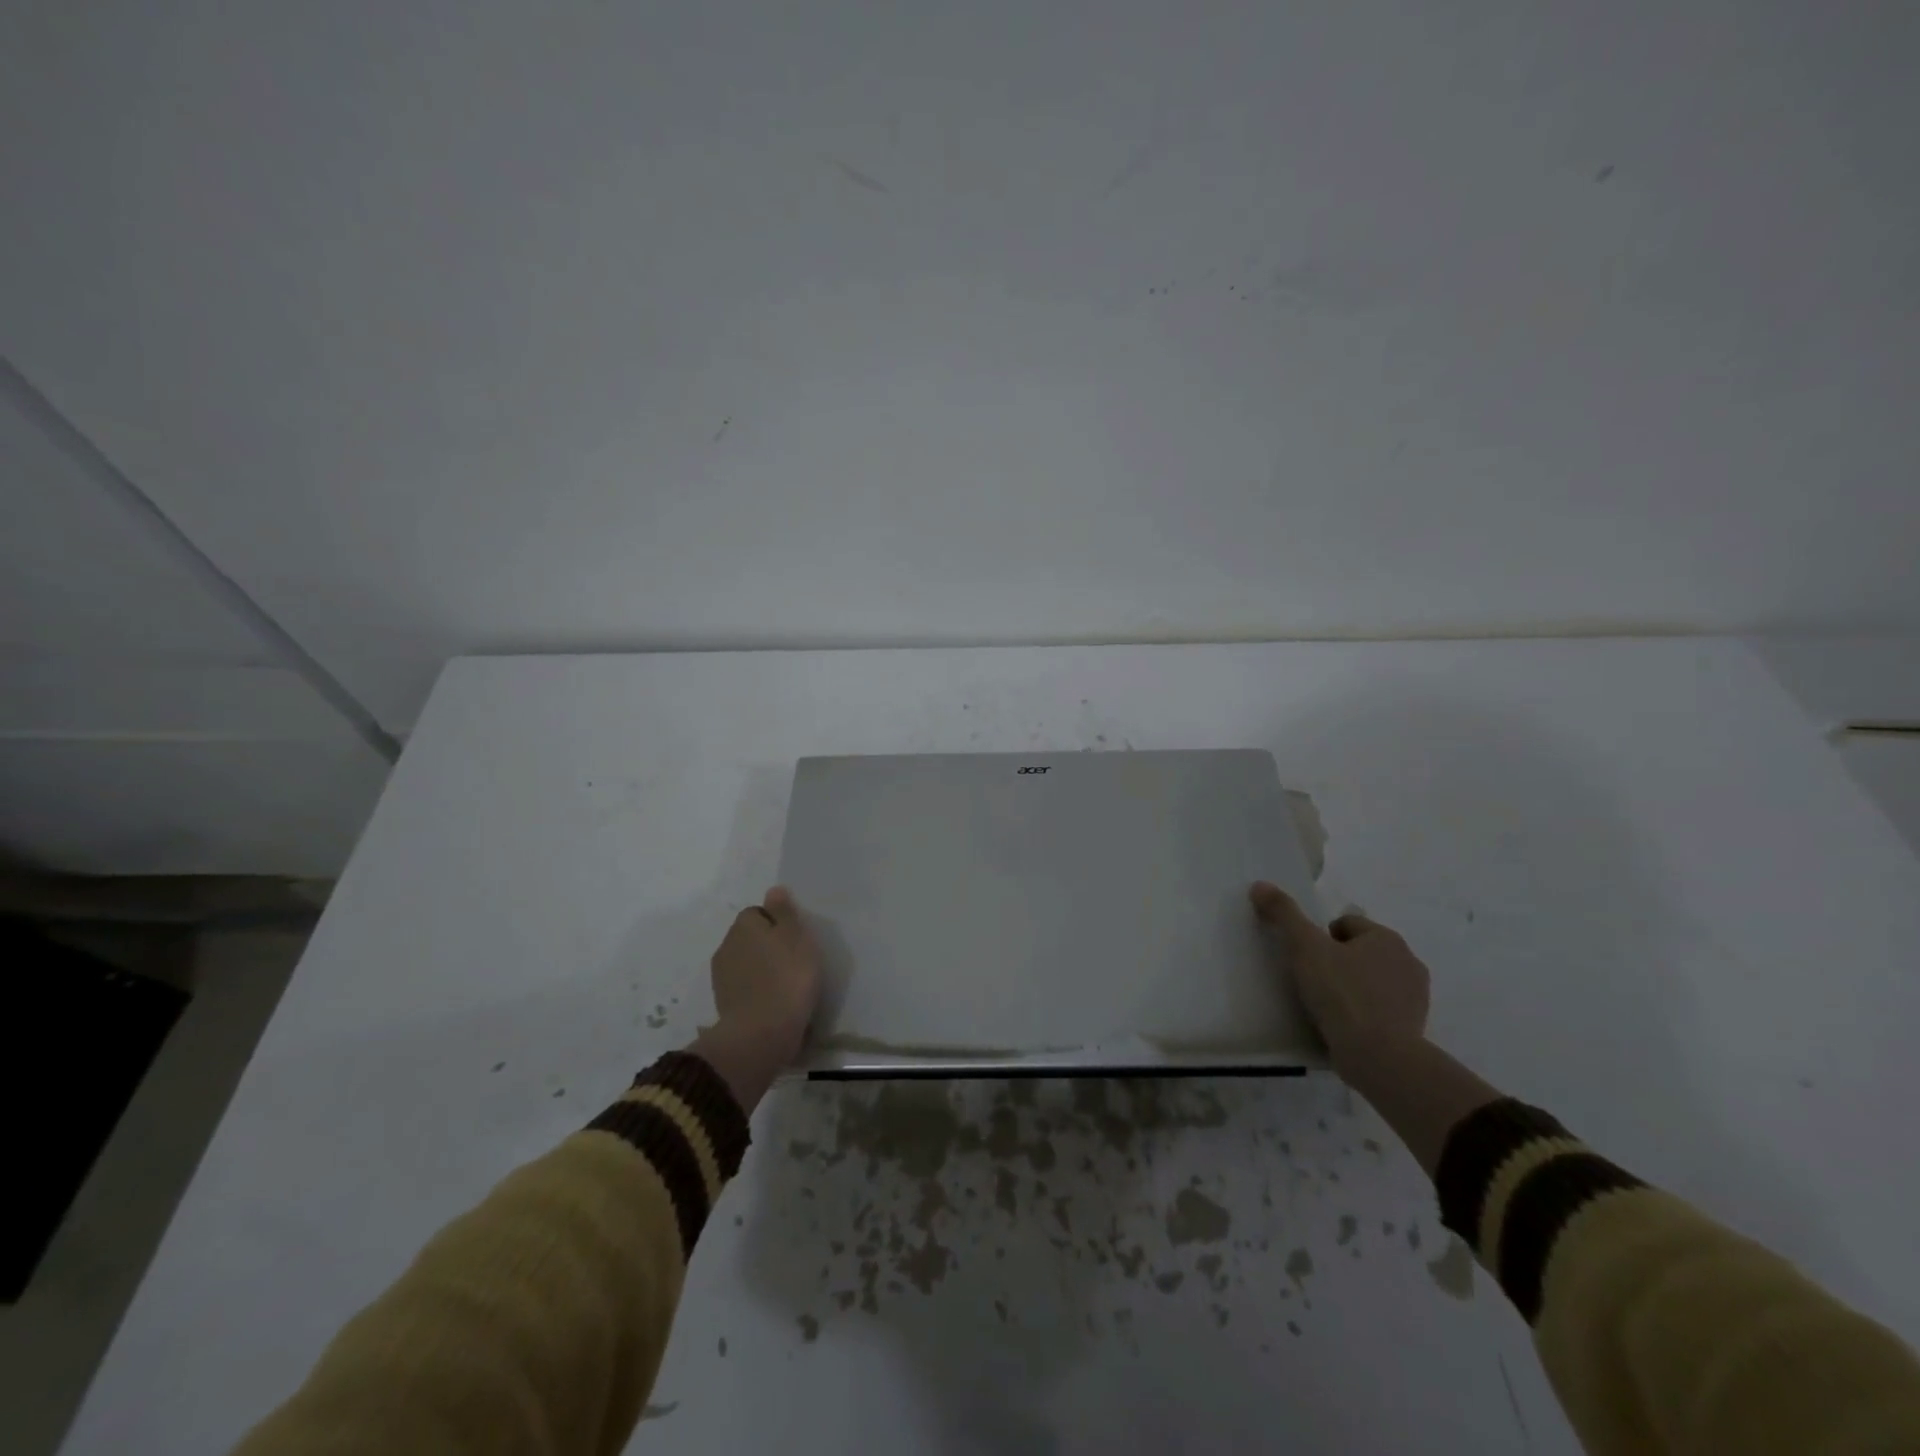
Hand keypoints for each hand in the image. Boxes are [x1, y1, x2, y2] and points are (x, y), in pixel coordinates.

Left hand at [708, 886, 822, 1068]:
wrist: (762, 1034)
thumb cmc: (787, 977)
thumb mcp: (796, 936)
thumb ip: (784, 911)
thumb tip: (773, 890)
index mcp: (743, 926)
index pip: (757, 913)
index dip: (777, 923)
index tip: (795, 939)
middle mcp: (726, 946)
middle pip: (750, 938)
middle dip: (767, 946)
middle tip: (794, 961)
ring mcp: (722, 978)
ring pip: (746, 964)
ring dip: (761, 970)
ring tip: (786, 985)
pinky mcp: (724, 1005)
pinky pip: (745, 989)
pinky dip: (757, 992)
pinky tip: (775, 1003)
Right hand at [1249, 882, 1430, 1070]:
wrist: (1379, 1057)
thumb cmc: (1342, 993)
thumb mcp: (1305, 948)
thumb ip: (1284, 914)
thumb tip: (1260, 885)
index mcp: (1387, 938)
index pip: (1347, 924)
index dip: (1321, 938)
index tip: (1307, 960)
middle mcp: (1408, 962)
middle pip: (1360, 951)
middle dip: (1339, 962)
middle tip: (1314, 982)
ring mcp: (1415, 998)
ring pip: (1372, 980)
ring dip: (1352, 987)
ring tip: (1327, 1007)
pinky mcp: (1414, 1028)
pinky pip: (1381, 1010)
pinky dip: (1364, 1013)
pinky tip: (1344, 1027)